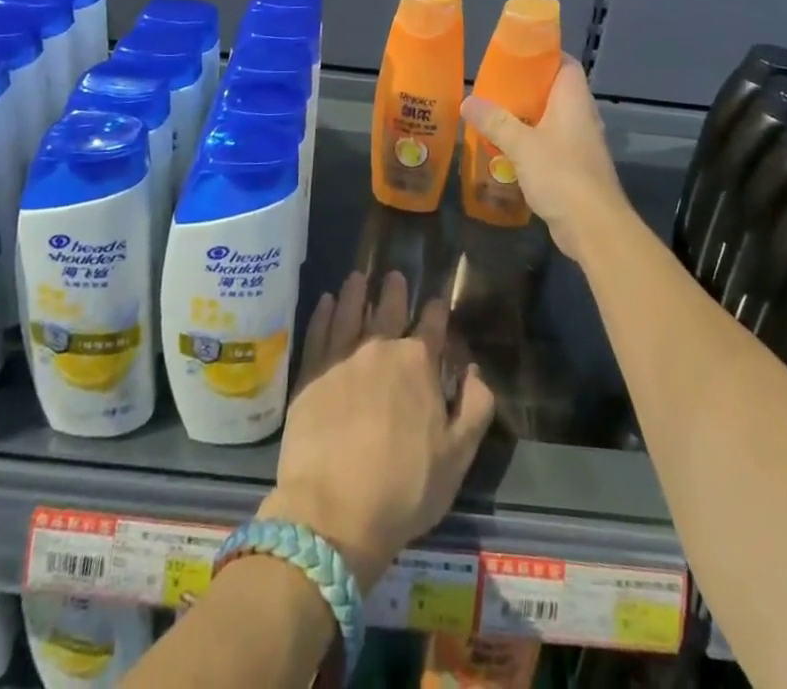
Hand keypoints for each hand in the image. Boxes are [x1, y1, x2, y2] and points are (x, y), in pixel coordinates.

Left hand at [262, 271, 493, 590]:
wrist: (333, 512)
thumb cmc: (404, 488)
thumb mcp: (458, 456)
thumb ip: (475, 407)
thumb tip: (476, 370)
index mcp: (418, 364)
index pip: (432, 326)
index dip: (437, 312)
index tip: (437, 302)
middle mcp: (380, 348)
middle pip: (389, 310)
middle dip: (394, 291)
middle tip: (394, 276)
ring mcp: (342, 358)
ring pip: (350, 312)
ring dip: (356, 292)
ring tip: (357, 277)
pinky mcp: (310, 374)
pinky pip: (318, 332)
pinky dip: (323, 313)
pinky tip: (326, 301)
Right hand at [459, 59, 630, 262]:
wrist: (594, 227)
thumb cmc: (561, 174)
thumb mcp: (521, 145)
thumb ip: (495, 121)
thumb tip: (468, 100)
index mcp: (574, 101)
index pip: (566, 64)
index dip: (544, 54)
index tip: (515, 54)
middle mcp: (581, 117)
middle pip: (555, 91)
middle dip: (526, 88)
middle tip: (494, 86)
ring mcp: (581, 144)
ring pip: (552, 120)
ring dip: (526, 118)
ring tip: (494, 116)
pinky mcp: (576, 169)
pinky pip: (551, 145)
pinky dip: (531, 143)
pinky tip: (507, 150)